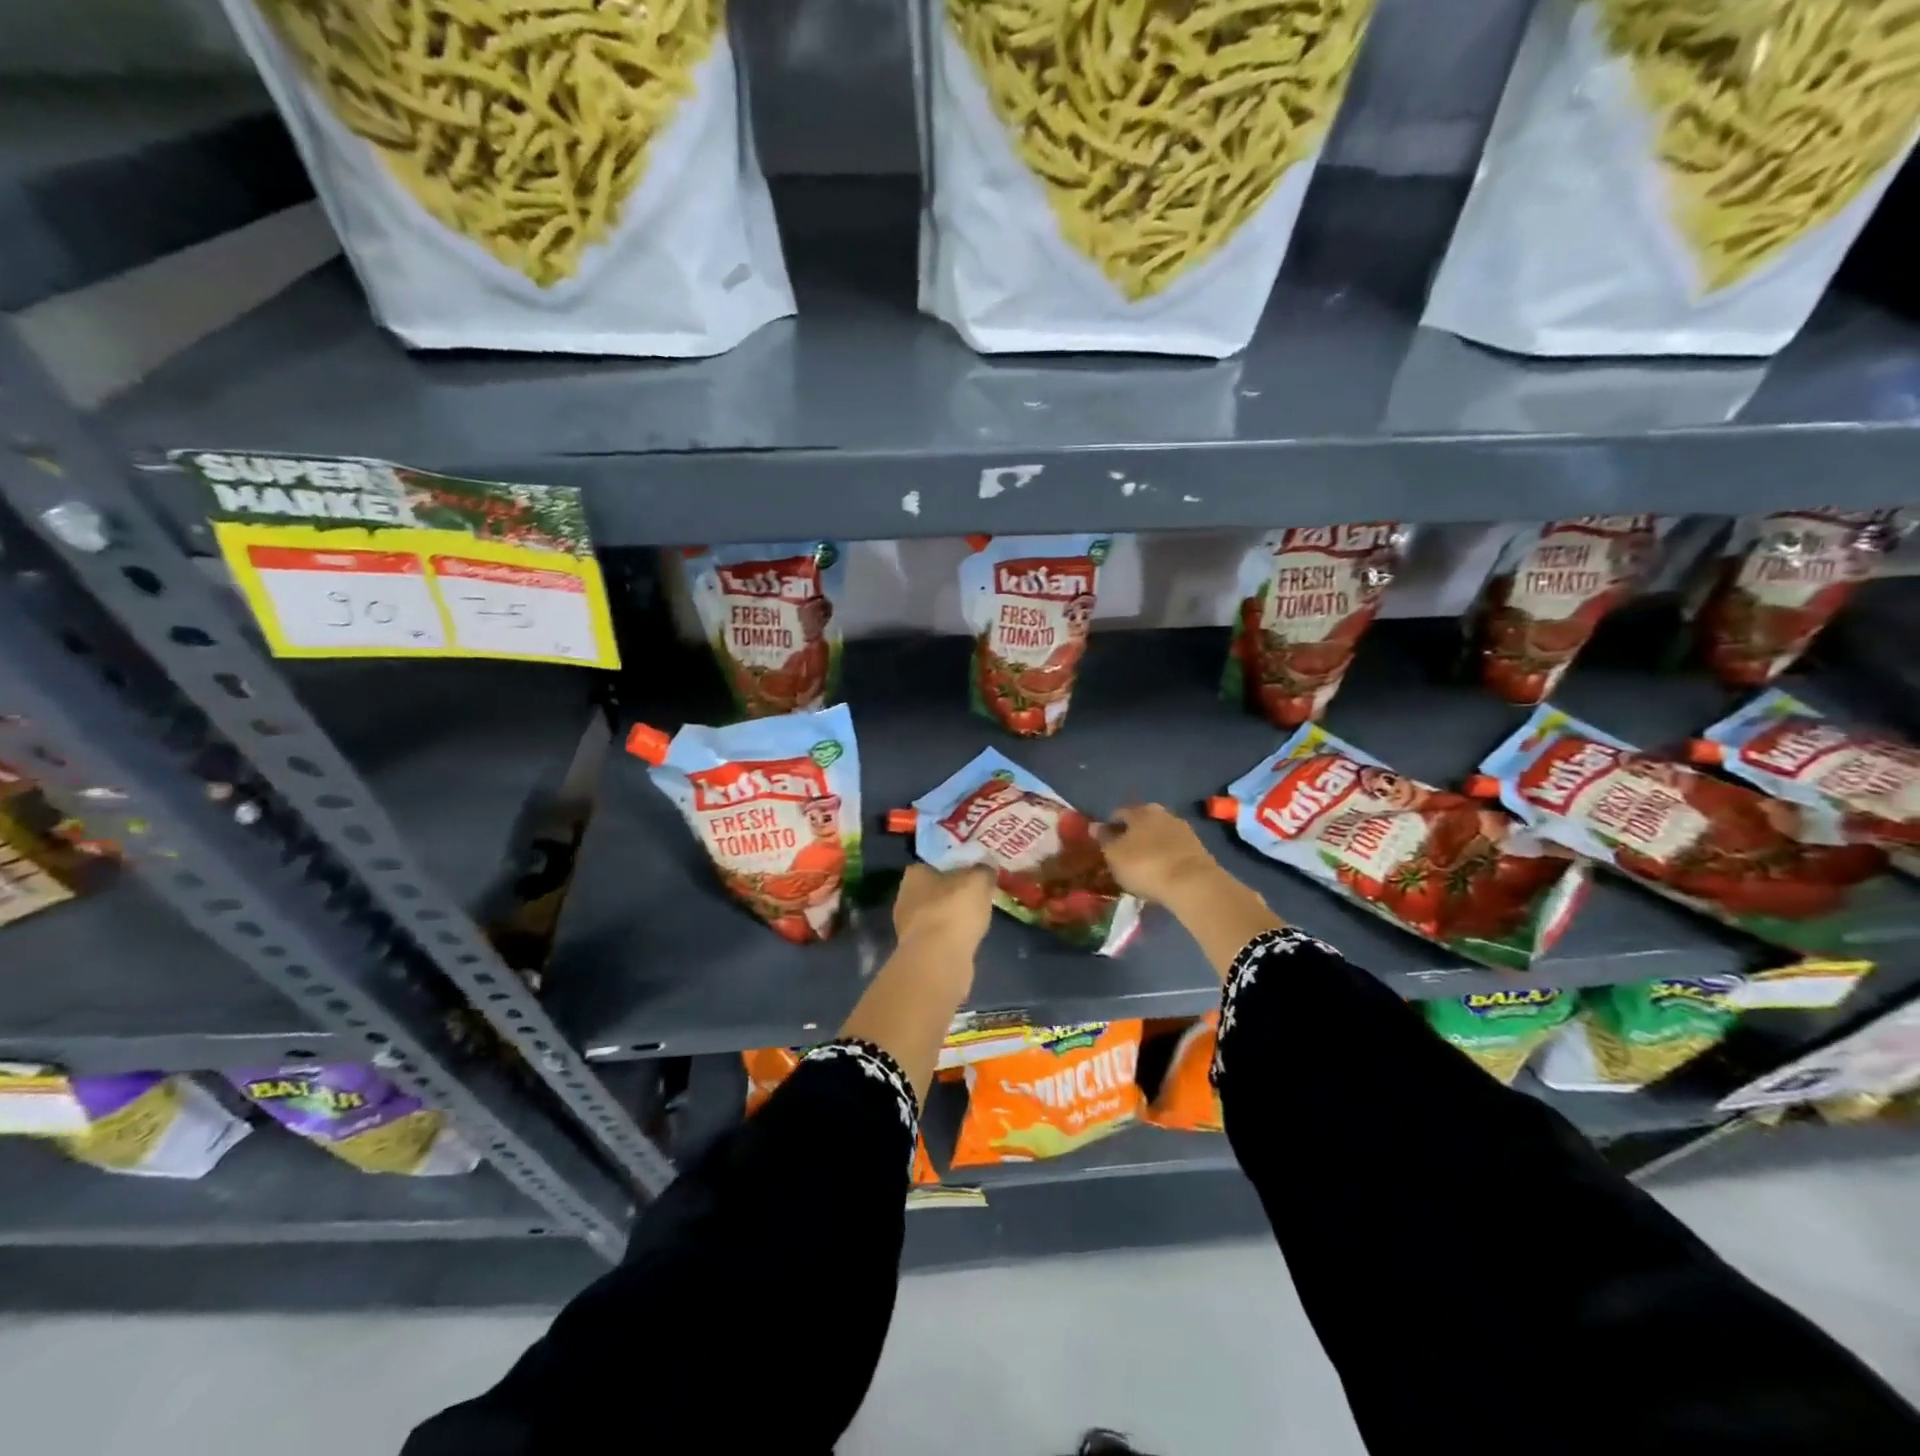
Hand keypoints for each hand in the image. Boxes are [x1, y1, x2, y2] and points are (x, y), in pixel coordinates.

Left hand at [893, 863, 994, 953]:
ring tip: (975, 919)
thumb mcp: (979, 881)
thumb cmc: (955, 909)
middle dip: (952, 893)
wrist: (938, 958)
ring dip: (951, 917)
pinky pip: (938, 937)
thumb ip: (983, 871)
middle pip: (933, 890)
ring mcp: (907, 927)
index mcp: (914, 874)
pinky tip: (966, 939)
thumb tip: (986, 869)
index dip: (953, 867)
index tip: (971, 873)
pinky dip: (950, 937)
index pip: (933, 864)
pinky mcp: (917, 950)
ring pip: (935, 915)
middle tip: (975, 895)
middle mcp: (904, 897)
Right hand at [1097, 803, 1223, 906]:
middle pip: (1141, 823)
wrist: (1192, 884)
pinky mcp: (1198, 849)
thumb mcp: (1114, 855)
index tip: (1103, 844)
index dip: (1109, 828)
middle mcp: (1163, 813)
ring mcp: (1183, 830)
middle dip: (1132, 836)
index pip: (1119, 814)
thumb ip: (1104, 839)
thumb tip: (1094, 826)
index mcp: (1140, 811)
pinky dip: (1165, 857)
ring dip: (1150, 846)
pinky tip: (1160, 872)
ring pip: (1159, 836)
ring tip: (1142, 866)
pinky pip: (1173, 850)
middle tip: (1123, 854)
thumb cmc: (1145, 865)